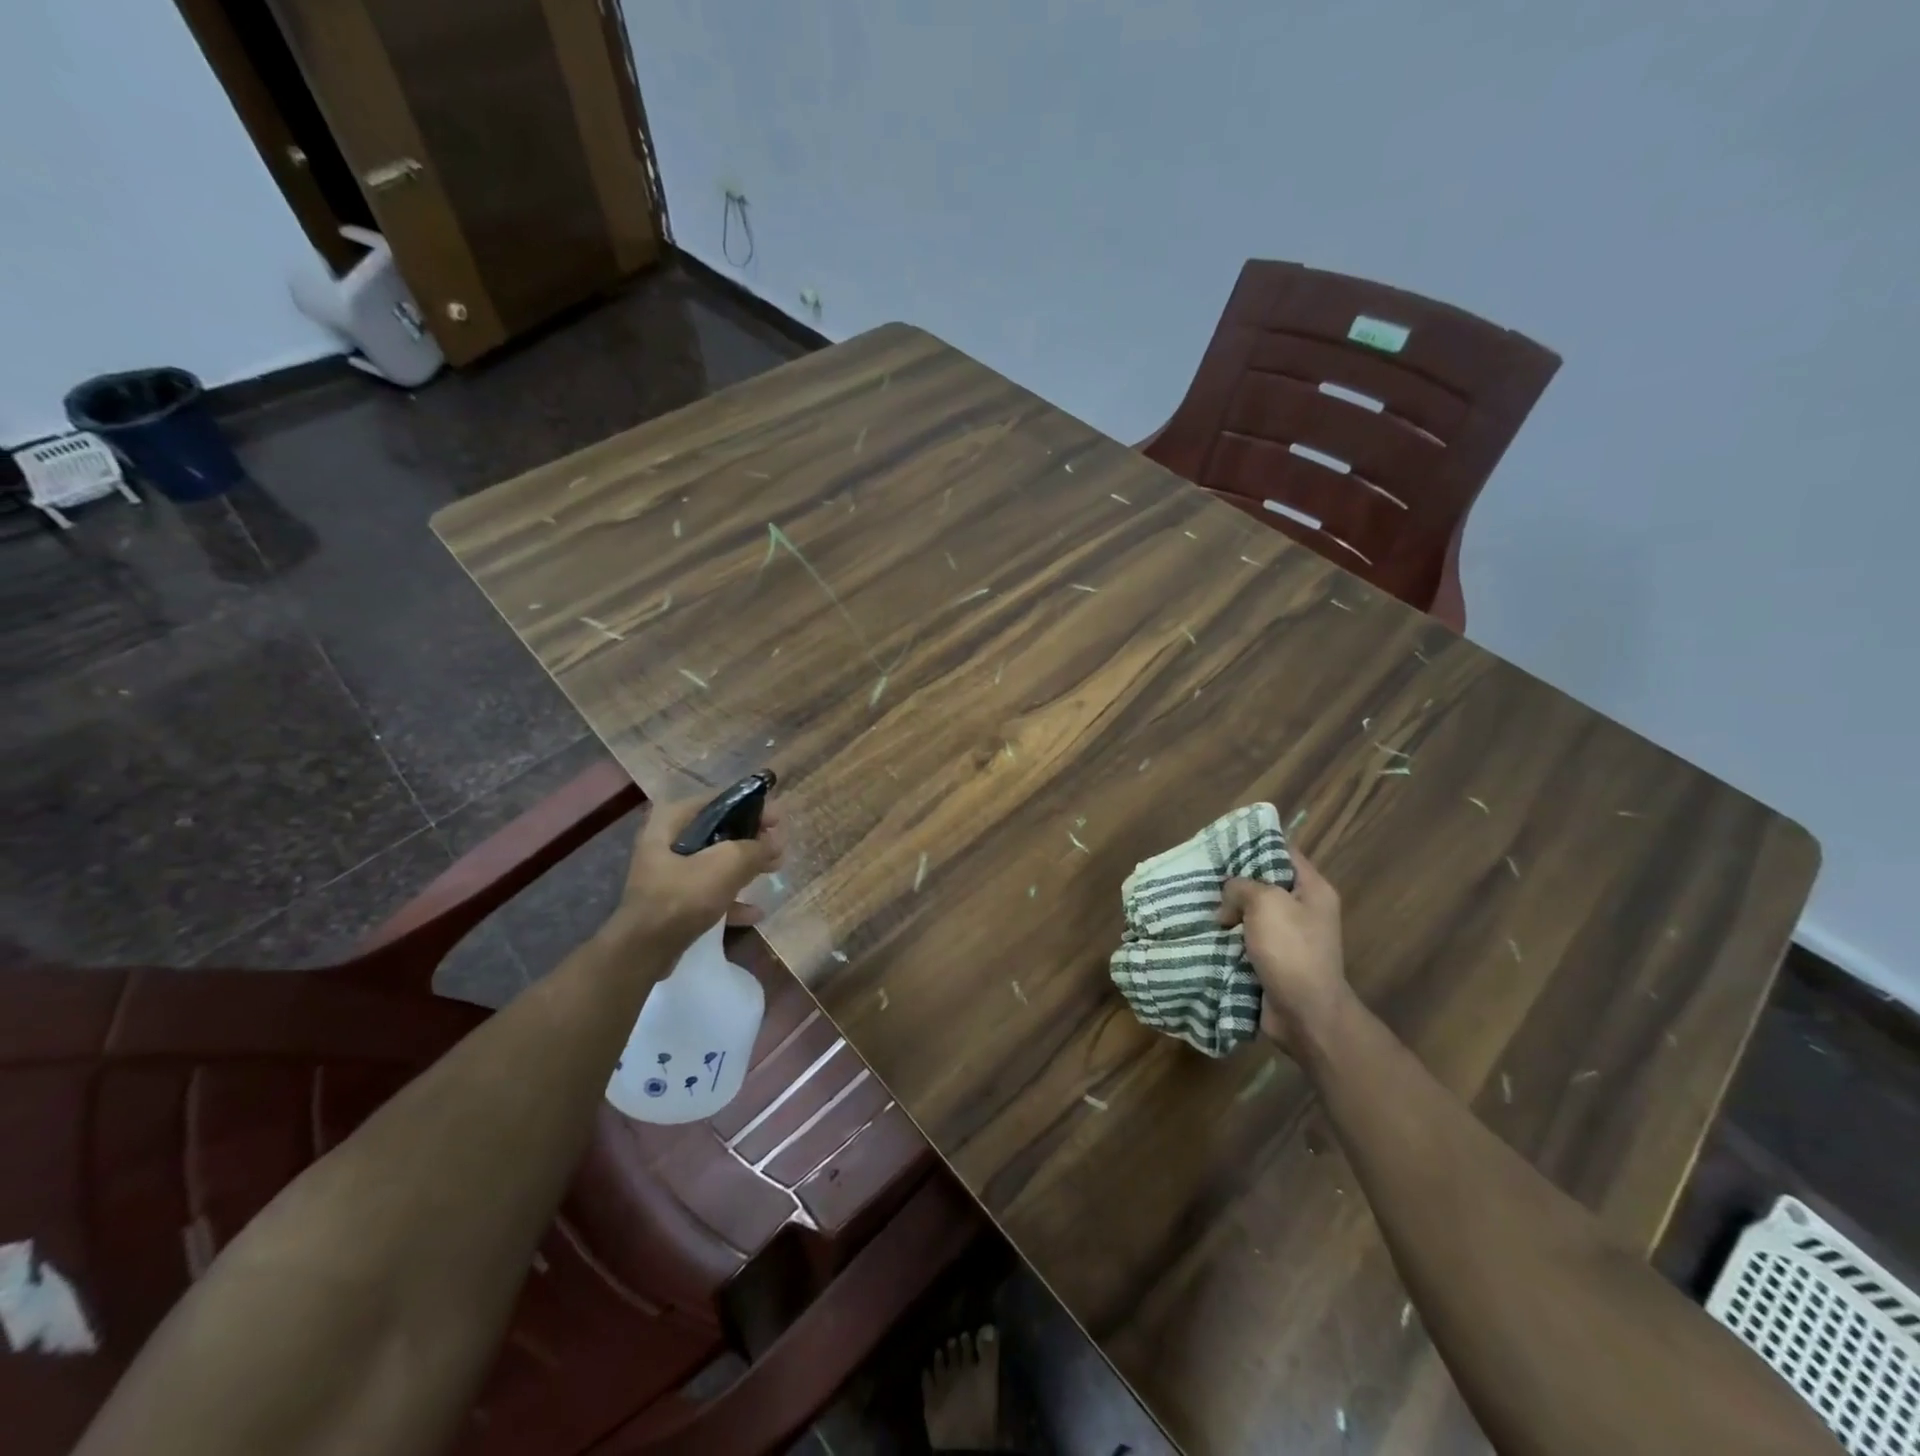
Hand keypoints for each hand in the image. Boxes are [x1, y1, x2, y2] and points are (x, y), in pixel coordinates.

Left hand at [613, 792, 786, 947]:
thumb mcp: (726, 864)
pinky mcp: (673, 901)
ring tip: (774, 869)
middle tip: (778, 845)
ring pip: (715, 862)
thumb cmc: (683, 895)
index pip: (718, 802)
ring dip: (745, 866)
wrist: (644, 950)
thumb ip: (755, 848)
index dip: (751, 807)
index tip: (777, 820)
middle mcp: (666, 841)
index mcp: (671, 821)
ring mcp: (668, 874)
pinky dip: (731, 898)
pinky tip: (756, 912)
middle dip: (751, 839)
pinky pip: (708, 892)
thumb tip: (775, 842)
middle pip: (718, 831)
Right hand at [1218, 848, 1349, 1048]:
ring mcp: (1289, 938)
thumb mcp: (1265, 903)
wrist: (1305, 1013)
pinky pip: (1246, 941)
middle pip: (1264, 883)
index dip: (1255, 843)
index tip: (1223, 843)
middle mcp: (1303, 910)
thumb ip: (1241, 887)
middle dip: (1234, 882)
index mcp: (1312, 889)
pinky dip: (1227, 939)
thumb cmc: (1291, 950)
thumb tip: (1228, 903)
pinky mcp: (1273, 961)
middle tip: (1202, 875)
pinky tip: (1203, 933)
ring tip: (1196, 904)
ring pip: (1251, 914)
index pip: (1284, 852)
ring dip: (1227, 913)